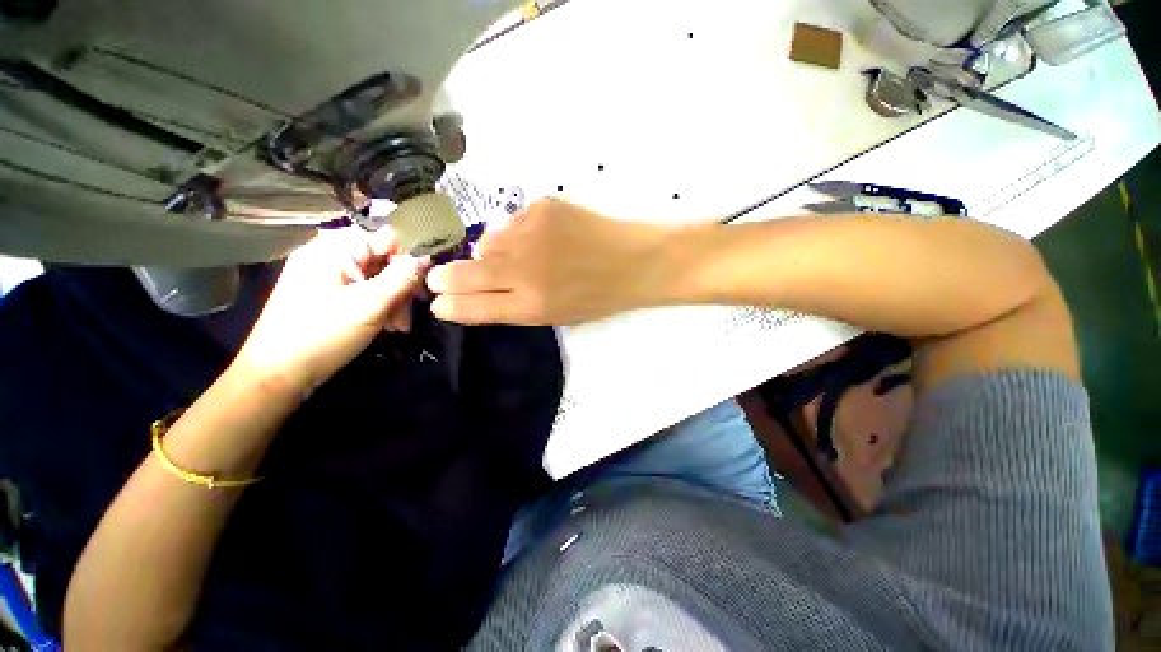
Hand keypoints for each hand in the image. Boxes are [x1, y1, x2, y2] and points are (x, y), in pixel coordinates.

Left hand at [235, 227, 426, 392]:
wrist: (273, 374)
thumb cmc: (320, 337)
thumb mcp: (368, 308)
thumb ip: (401, 278)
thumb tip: (426, 256)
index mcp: (335, 243)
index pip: (387, 237)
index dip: (410, 261)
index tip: (422, 294)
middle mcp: (324, 249)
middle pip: (375, 258)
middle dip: (396, 287)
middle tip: (404, 322)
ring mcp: (314, 271)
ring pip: (362, 276)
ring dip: (383, 299)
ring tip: (393, 330)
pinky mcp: (309, 292)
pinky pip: (346, 289)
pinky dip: (363, 305)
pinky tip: (372, 327)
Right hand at [427, 199, 671, 324]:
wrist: (635, 259)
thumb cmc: (596, 295)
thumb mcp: (552, 315)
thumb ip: (507, 306)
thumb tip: (465, 294)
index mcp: (528, 306)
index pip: (469, 307)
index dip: (446, 304)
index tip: (436, 300)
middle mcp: (523, 270)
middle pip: (461, 273)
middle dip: (442, 277)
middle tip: (437, 276)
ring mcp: (529, 234)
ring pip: (485, 242)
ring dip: (490, 251)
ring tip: (518, 255)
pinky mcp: (540, 207)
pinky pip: (509, 221)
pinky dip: (516, 230)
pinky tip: (540, 236)